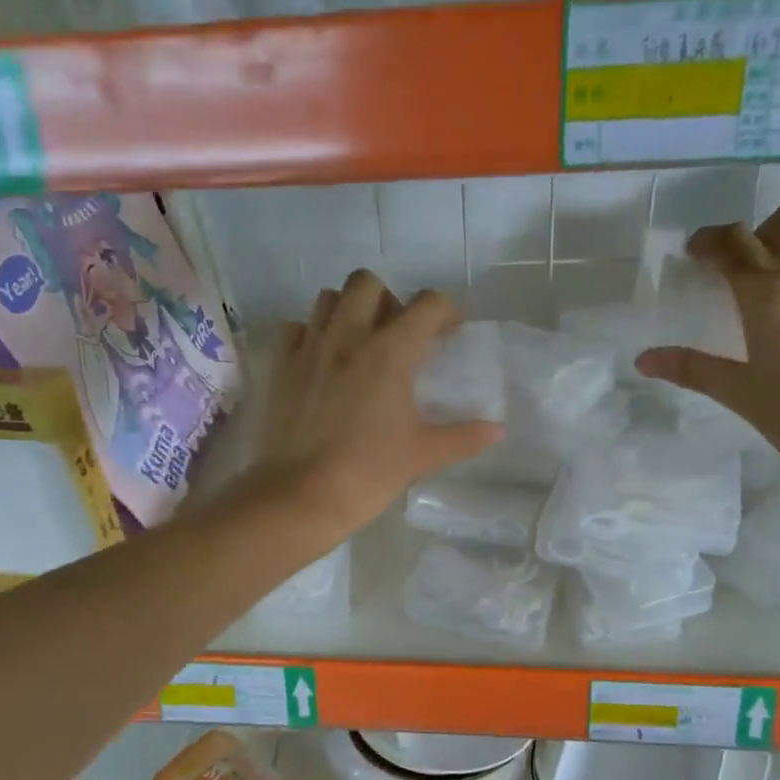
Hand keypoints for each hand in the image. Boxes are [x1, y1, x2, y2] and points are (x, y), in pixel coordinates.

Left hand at [255, 270, 501, 540]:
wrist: (302, 496)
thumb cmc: (369, 473)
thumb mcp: (423, 455)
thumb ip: (464, 437)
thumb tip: (498, 430)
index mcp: (390, 352)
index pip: (428, 304)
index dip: (446, 312)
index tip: (449, 334)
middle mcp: (348, 336)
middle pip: (367, 283)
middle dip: (388, 300)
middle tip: (397, 336)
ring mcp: (309, 348)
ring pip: (328, 299)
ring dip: (348, 310)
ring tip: (359, 345)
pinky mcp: (280, 366)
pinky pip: (296, 328)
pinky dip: (311, 335)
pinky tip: (321, 362)